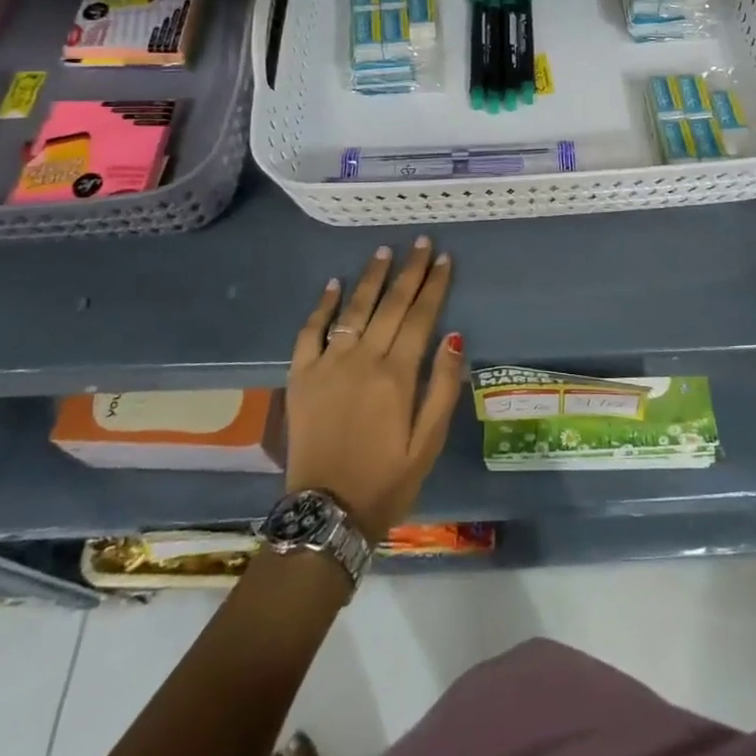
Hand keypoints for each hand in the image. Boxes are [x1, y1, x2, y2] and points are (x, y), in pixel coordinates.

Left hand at [284, 238, 465, 537]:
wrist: (326, 513)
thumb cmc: (386, 480)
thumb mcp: (428, 443)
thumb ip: (442, 387)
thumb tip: (454, 336)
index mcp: (396, 375)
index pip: (420, 316)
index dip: (434, 285)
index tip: (444, 258)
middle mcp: (362, 359)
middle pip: (390, 305)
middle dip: (408, 271)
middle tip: (420, 242)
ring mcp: (327, 365)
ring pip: (353, 310)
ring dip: (370, 278)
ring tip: (383, 251)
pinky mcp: (301, 376)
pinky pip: (310, 332)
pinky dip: (321, 306)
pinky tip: (332, 284)